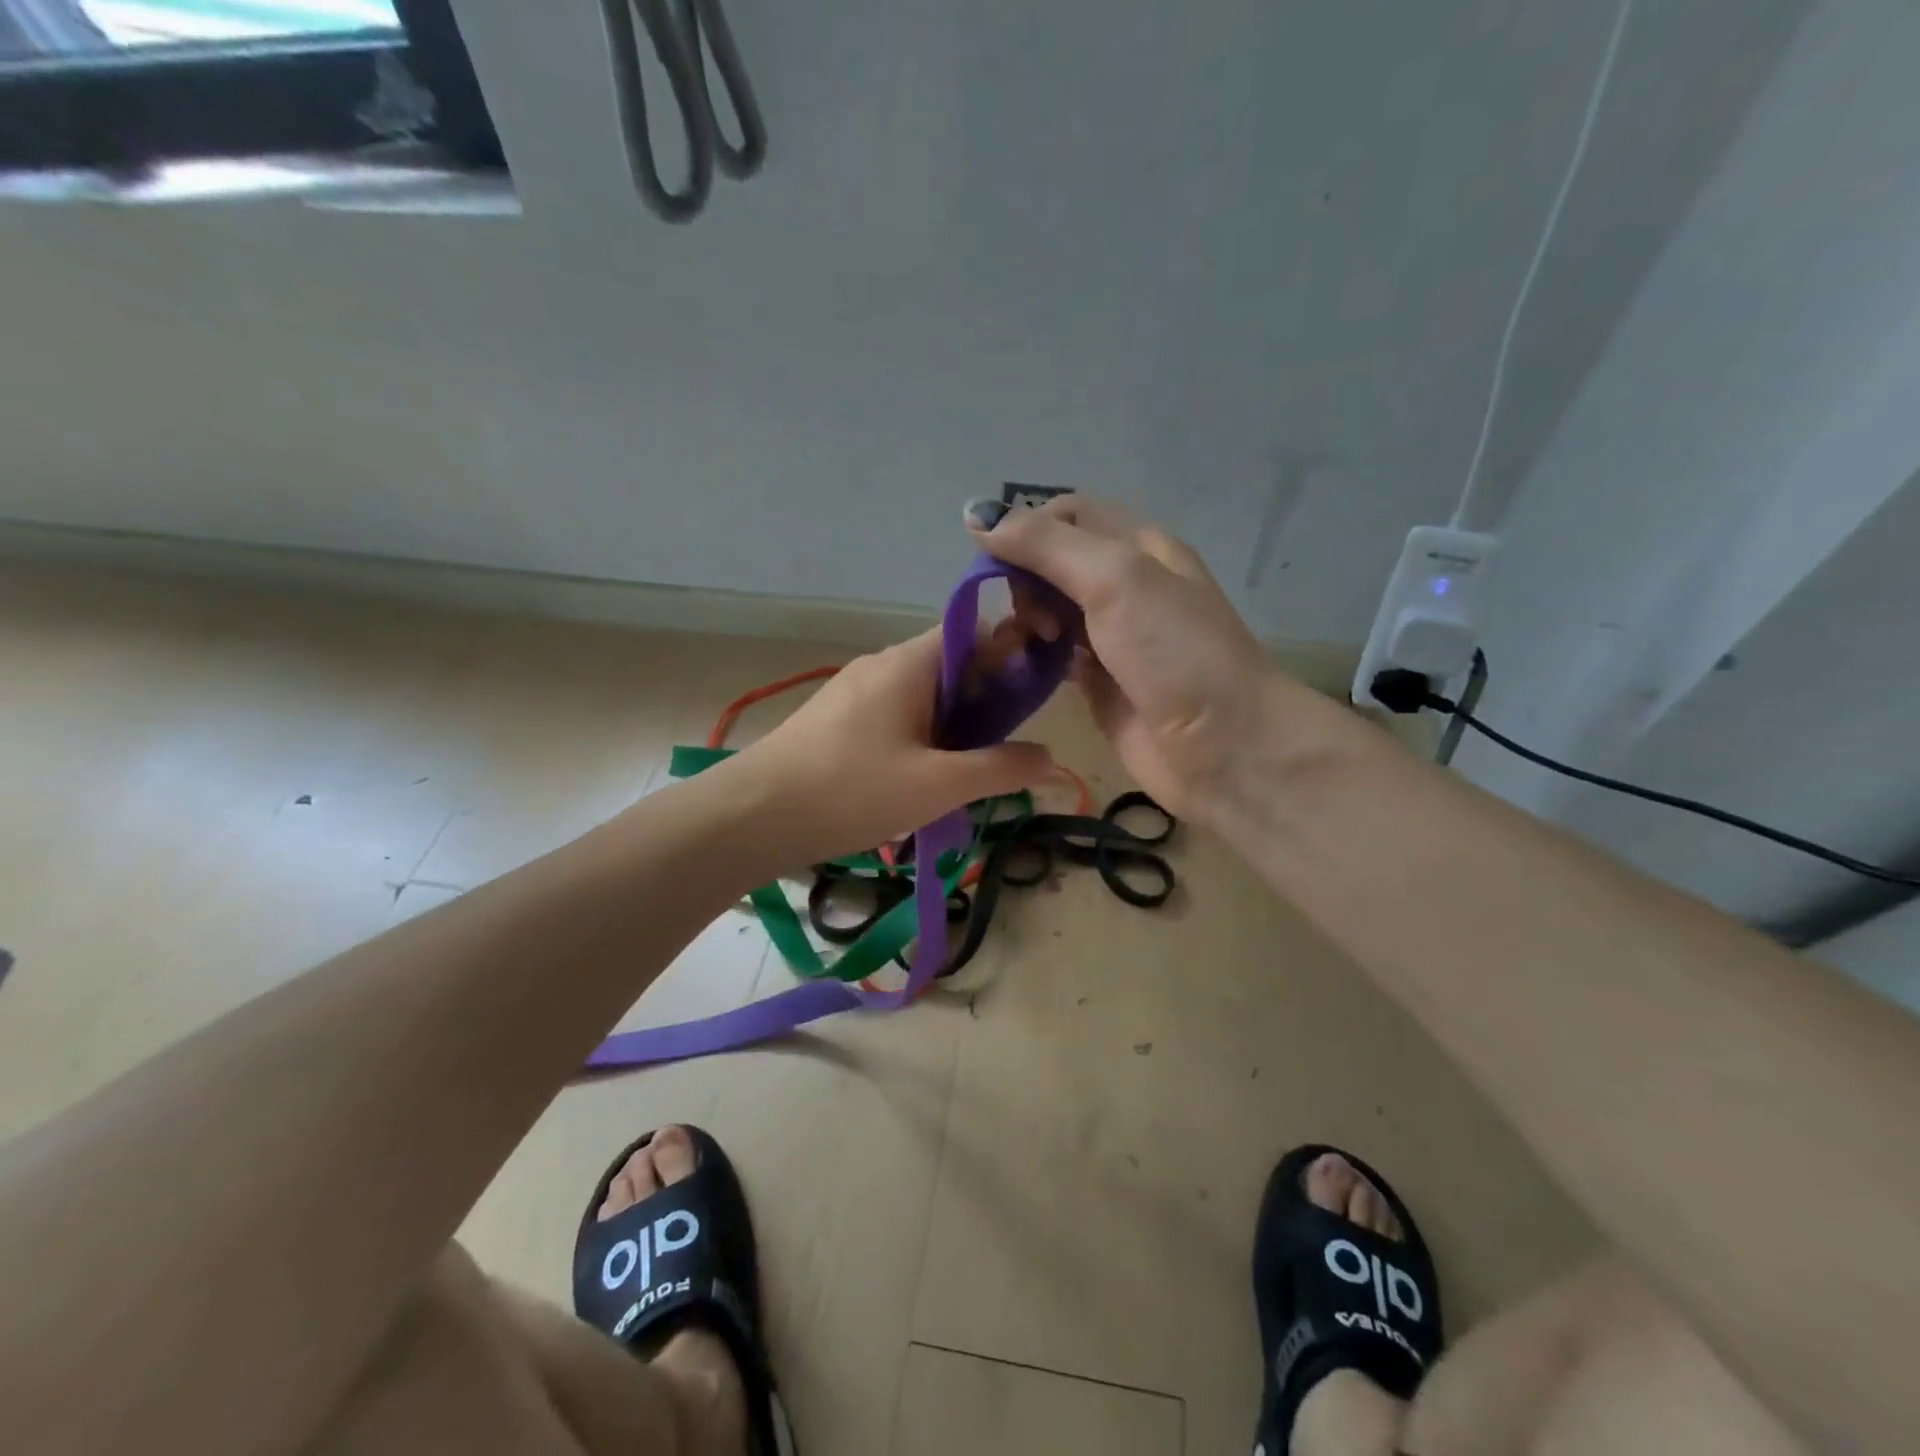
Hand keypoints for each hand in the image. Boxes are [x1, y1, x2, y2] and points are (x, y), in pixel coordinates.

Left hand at [723, 628, 1053, 866]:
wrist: (753, 815)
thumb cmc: (852, 790)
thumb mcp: (938, 784)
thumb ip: (1000, 768)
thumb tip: (1049, 757)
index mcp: (910, 662)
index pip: (977, 633)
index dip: (1013, 658)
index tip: (1034, 701)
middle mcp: (882, 664)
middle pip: (951, 666)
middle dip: (985, 704)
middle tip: (1001, 752)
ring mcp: (854, 690)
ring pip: (923, 696)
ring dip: (953, 728)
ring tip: (964, 775)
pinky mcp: (836, 719)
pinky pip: (895, 715)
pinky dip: (920, 738)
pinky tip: (919, 782)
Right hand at [968, 495, 1287, 821]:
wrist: (1223, 746)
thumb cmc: (1174, 652)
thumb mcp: (1114, 578)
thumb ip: (1045, 545)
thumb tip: (975, 517)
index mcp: (1138, 546)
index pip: (1067, 516)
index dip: (1026, 530)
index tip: (996, 563)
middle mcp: (1125, 585)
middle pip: (1053, 563)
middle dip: (1024, 579)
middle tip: (1029, 616)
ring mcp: (1112, 636)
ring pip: (1049, 609)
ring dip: (1025, 618)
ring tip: (1024, 643)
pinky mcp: (1099, 682)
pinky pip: (1054, 656)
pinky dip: (1033, 655)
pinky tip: (1023, 666)